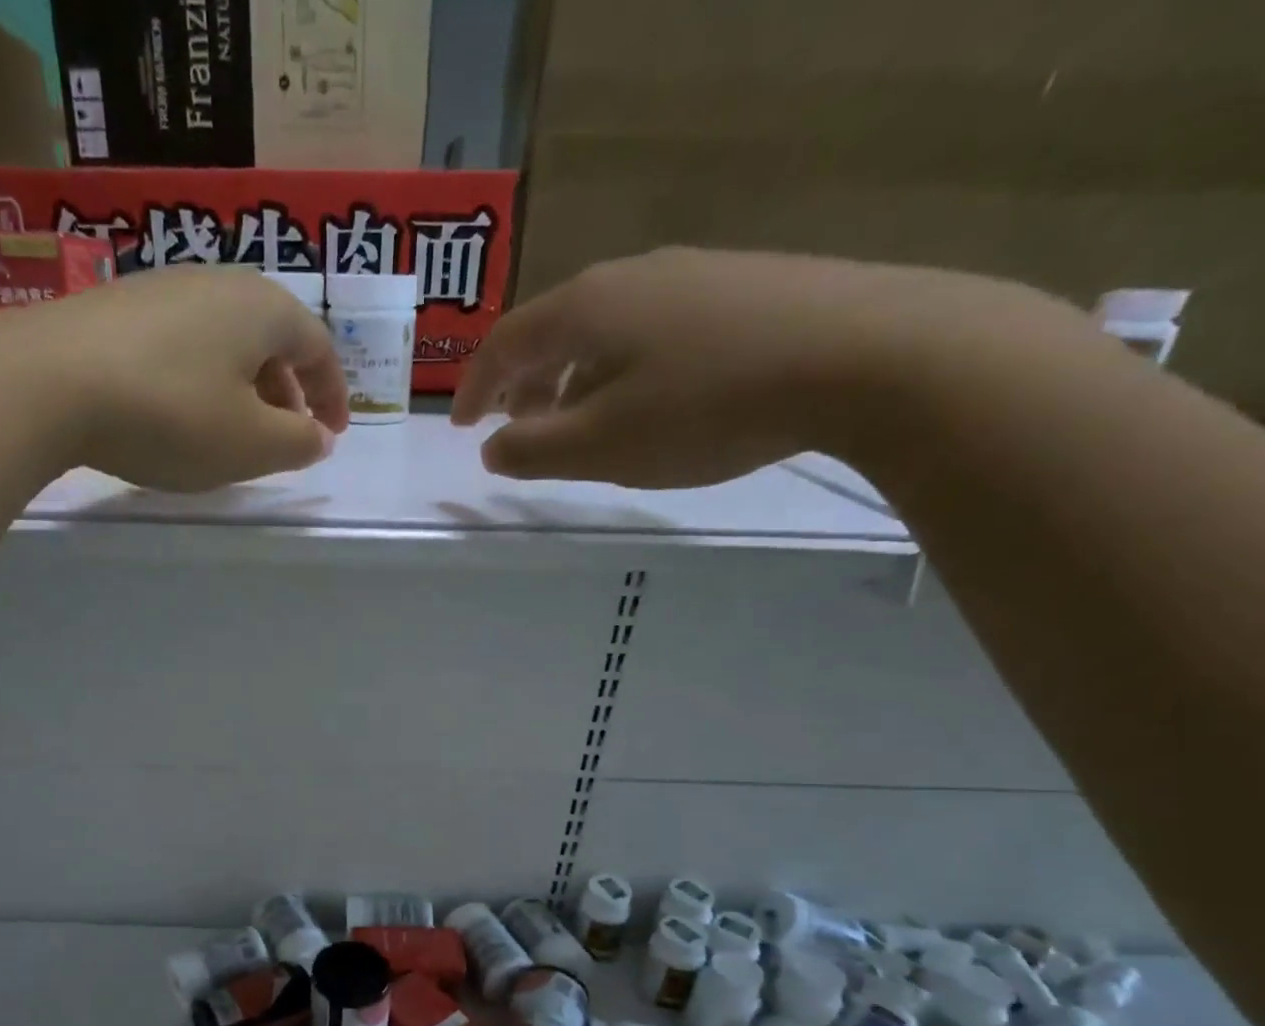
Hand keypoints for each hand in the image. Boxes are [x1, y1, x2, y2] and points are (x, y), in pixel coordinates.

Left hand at [0, 266, 349, 491]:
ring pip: (225, 341)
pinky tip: (179, 413)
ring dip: (243, 387)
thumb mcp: (250, 444)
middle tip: (286, 437)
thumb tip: (318, 437)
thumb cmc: (171, 414)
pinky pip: (183, 345)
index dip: (333, 395)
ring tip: (233, 431)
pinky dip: (200, 380)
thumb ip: (298, 444)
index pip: (318, 347)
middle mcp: (217, 283)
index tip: (333, 433)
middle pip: (271, 338)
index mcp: (262, 309)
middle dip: (287, 392)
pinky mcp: (117, 307)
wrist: (47, 382)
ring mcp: (162, 288)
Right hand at [453, 248, 1068, 487]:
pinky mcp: (736, 287)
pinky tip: (644, 401)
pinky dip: (620, 368)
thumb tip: (490, 446)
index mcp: (583, 308)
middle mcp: (628, 277)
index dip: (473, 390)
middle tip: (514, 430)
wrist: (864, 354)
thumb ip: (531, 449)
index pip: (503, 344)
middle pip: (551, 330)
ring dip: (571, 379)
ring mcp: (687, 275)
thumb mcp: (601, 445)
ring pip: (602, 330)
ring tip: (575, 424)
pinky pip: (648, 330)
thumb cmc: (706, 407)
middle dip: (521, 385)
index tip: (461, 430)